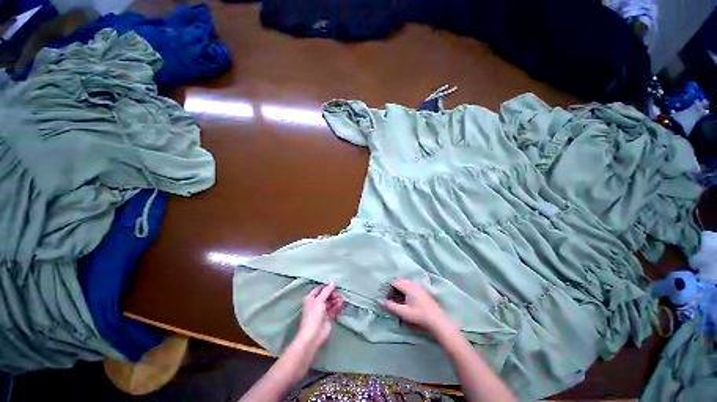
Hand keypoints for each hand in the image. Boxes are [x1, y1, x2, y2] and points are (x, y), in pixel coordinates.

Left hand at [292, 282, 343, 354]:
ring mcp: (322, 310)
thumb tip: (332, 282)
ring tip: (341, 299)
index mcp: (311, 298)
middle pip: (326, 295)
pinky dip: (337, 306)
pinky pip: (333, 309)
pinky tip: (341, 304)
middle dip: (332, 293)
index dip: (326, 286)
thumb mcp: (319, 301)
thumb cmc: (313, 316)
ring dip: (336, 299)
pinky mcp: (328, 317)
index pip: (320, 289)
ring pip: (330, 302)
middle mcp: (316, 303)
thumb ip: (326, 291)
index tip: (334, 284)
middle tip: (338, 293)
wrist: (313, 336)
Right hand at [381, 278, 451, 336]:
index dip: (389, 287)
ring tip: (397, 299)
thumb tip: (380, 302)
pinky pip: (411, 286)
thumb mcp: (404, 313)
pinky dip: (405, 290)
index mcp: (409, 287)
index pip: (395, 282)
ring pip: (406, 283)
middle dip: (394, 287)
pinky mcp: (423, 291)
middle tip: (391, 297)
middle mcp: (414, 284)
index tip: (386, 295)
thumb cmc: (419, 316)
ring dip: (400, 288)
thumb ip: (391, 306)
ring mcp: (419, 287)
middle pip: (400, 281)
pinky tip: (406, 300)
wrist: (437, 321)